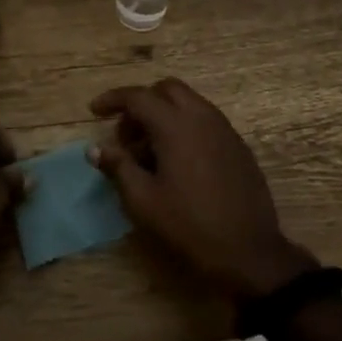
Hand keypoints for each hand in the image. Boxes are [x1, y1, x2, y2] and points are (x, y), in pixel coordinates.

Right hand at [90, 79, 316, 299]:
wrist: (247, 250)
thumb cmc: (188, 225)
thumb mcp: (143, 200)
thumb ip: (118, 167)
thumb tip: (95, 148)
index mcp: (176, 125)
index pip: (139, 96)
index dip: (113, 99)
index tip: (94, 111)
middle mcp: (203, 117)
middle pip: (167, 90)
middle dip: (142, 103)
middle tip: (125, 135)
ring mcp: (225, 130)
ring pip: (190, 103)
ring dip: (164, 115)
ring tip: (148, 153)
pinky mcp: (238, 146)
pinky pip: (206, 121)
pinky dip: (185, 127)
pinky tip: (177, 162)